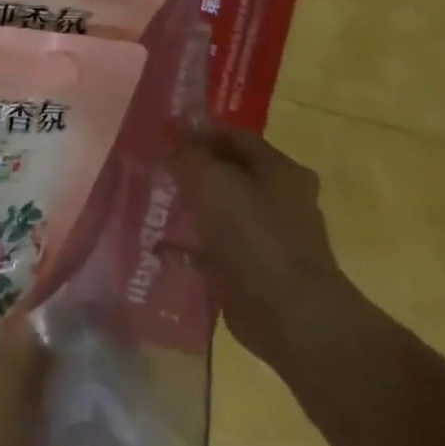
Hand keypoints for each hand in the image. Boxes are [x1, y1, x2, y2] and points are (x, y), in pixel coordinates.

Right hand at [172, 125, 358, 367]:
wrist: (289, 313)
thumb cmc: (253, 235)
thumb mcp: (211, 182)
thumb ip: (187, 156)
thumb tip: (170, 140)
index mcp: (281, 172)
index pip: (237, 138)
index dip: (200, 132)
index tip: (163, 136)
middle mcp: (281, 200)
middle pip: (231, 174)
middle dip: (194, 170)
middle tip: (156, 169)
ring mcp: (270, 238)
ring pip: (223, 211)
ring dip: (192, 207)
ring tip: (155, 205)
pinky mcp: (255, 270)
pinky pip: (216, 249)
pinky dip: (191, 246)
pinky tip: (162, 248)